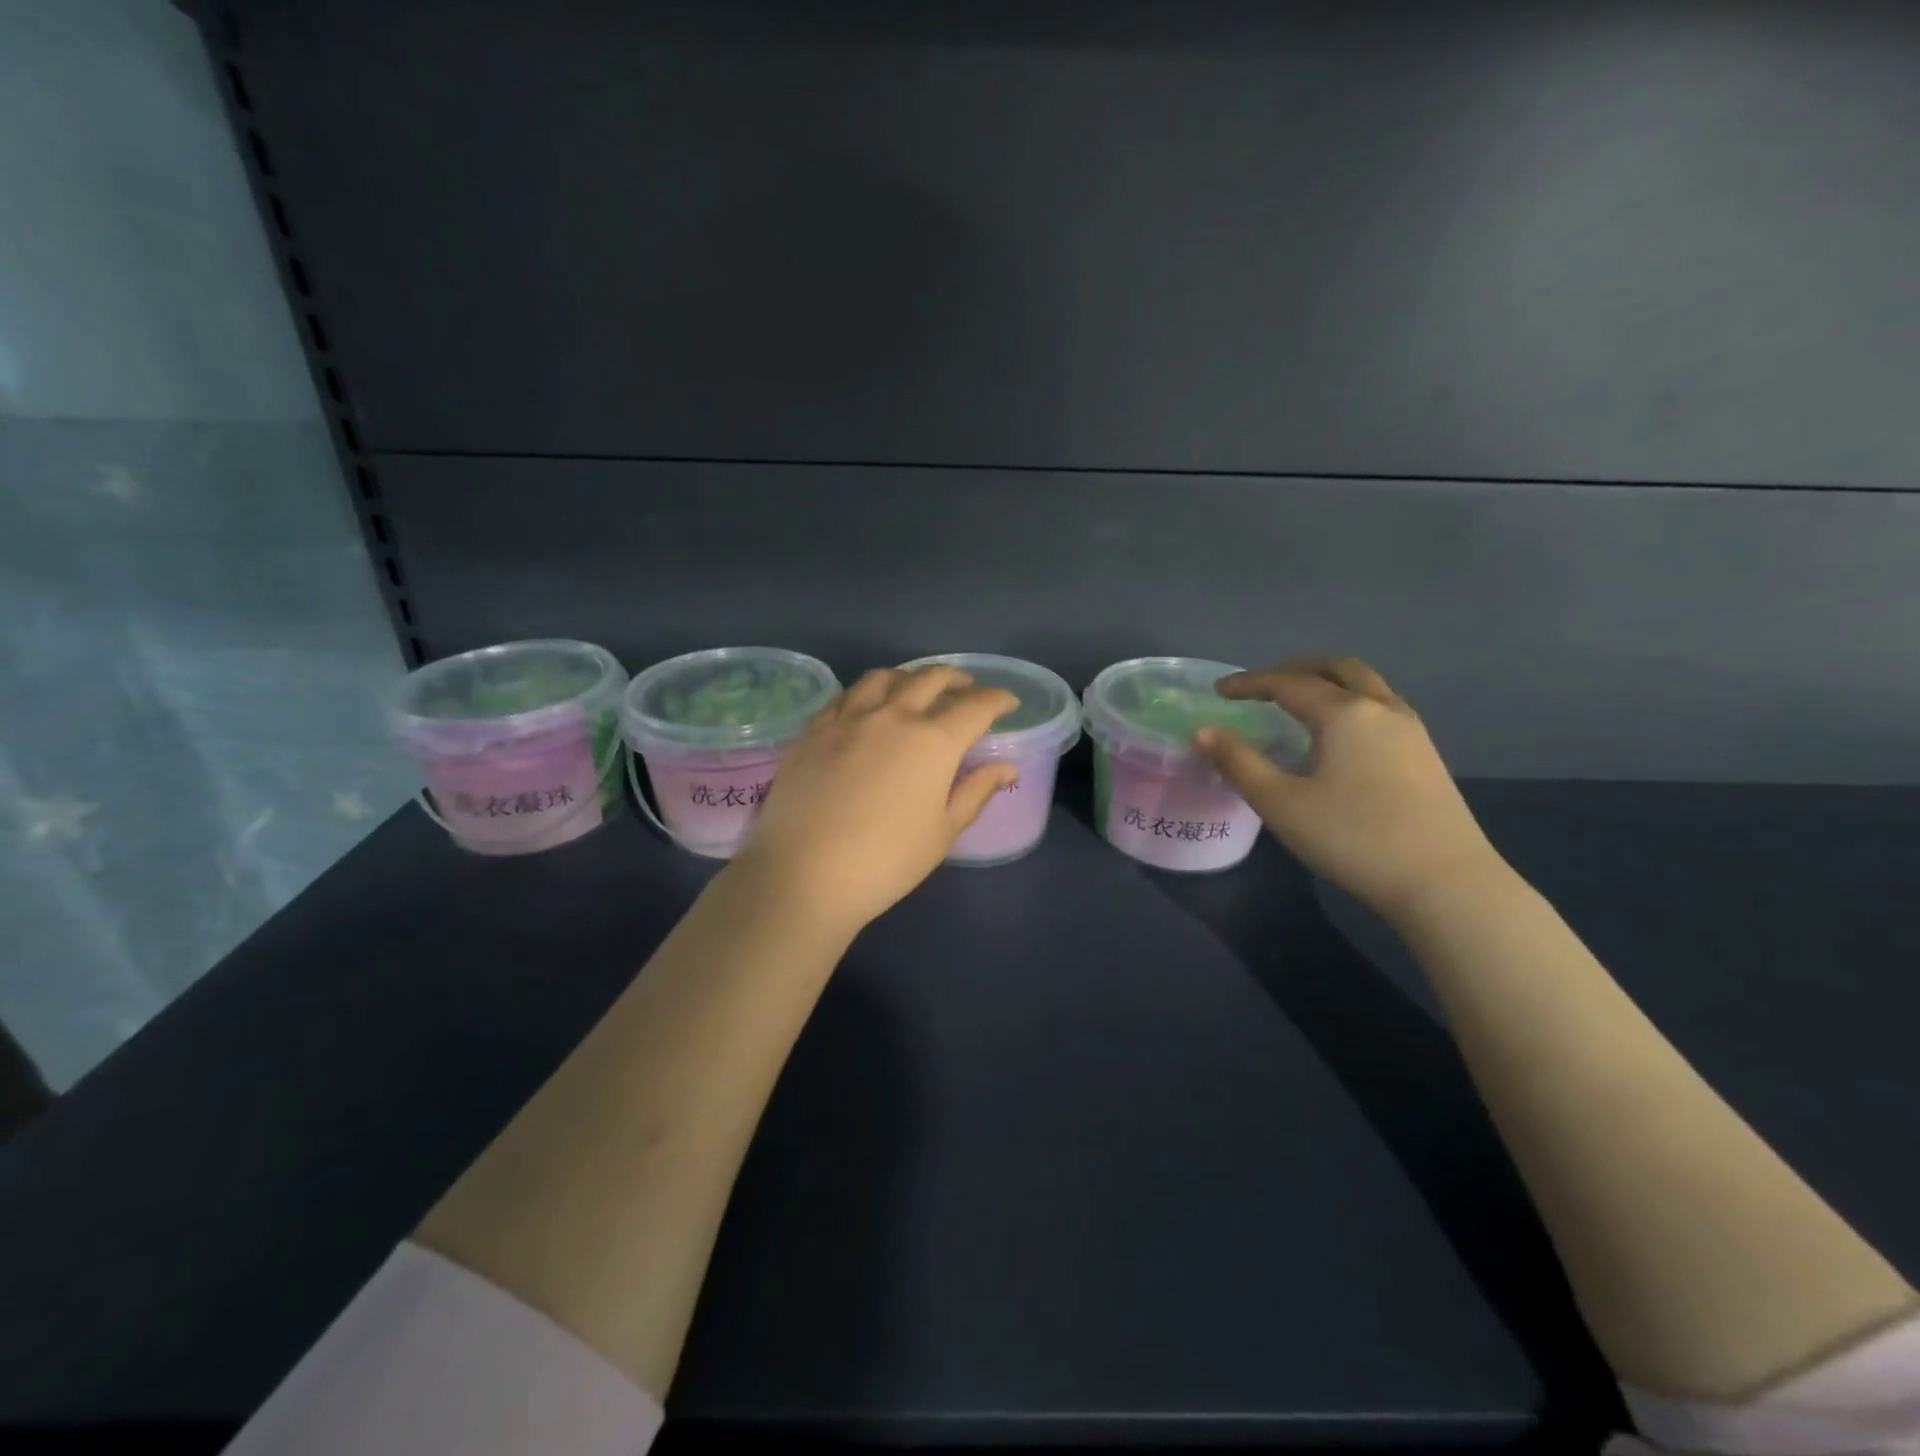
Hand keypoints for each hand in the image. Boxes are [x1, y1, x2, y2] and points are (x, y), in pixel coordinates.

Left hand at [732, 665, 1020, 934]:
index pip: (976, 706)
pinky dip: (868, 691)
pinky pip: (846, 694)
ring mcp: (849, 717)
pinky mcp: (814, 728)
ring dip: (910, 677)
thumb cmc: (886, 861)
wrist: (804, 874)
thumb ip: (976, 791)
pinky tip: (868, 705)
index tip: (1008, 702)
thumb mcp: (942, 831)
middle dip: (956, 678)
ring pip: (885, 678)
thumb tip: (1006, 767)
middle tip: (966, 688)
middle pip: (931, 678)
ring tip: (916, 689)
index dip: (998, 700)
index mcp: (934, 741)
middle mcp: (893, 715)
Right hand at [1193, 655, 1503, 921]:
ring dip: (1328, 681)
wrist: (1446, 883)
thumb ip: (1238, 762)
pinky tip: (1338, 735)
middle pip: (1337, 668)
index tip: (1220, 690)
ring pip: (1366, 685)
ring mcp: (1411, 731)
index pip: (1288, 683)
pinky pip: (1381, 707)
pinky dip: (1350, 702)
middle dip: (1296, 668)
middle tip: (1264, 683)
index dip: (1250, 683)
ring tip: (1299, 703)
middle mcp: (1381, 708)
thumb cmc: (1353, 838)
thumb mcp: (1281, 803)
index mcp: (1345, 713)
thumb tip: (1203, 731)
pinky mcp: (1426, 755)